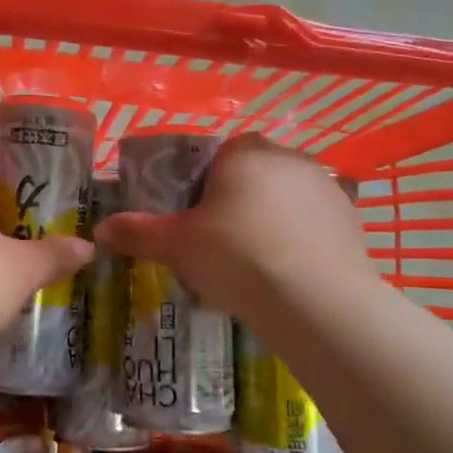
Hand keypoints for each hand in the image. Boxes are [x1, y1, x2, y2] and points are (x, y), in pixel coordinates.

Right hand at [94, 135, 365, 317]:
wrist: (315, 300)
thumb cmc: (236, 256)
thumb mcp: (176, 245)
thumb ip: (138, 232)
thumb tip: (100, 230)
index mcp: (245, 152)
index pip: (221, 153)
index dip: (205, 183)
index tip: (196, 218)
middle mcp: (290, 158)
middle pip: (255, 174)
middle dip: (238, 201)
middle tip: (220, 245)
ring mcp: (327, 188)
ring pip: (287, 199)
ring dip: (272, 221)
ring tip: (256, 265)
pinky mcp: (352, 221)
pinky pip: (314, 225)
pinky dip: (301, 242)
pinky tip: (289, 275)